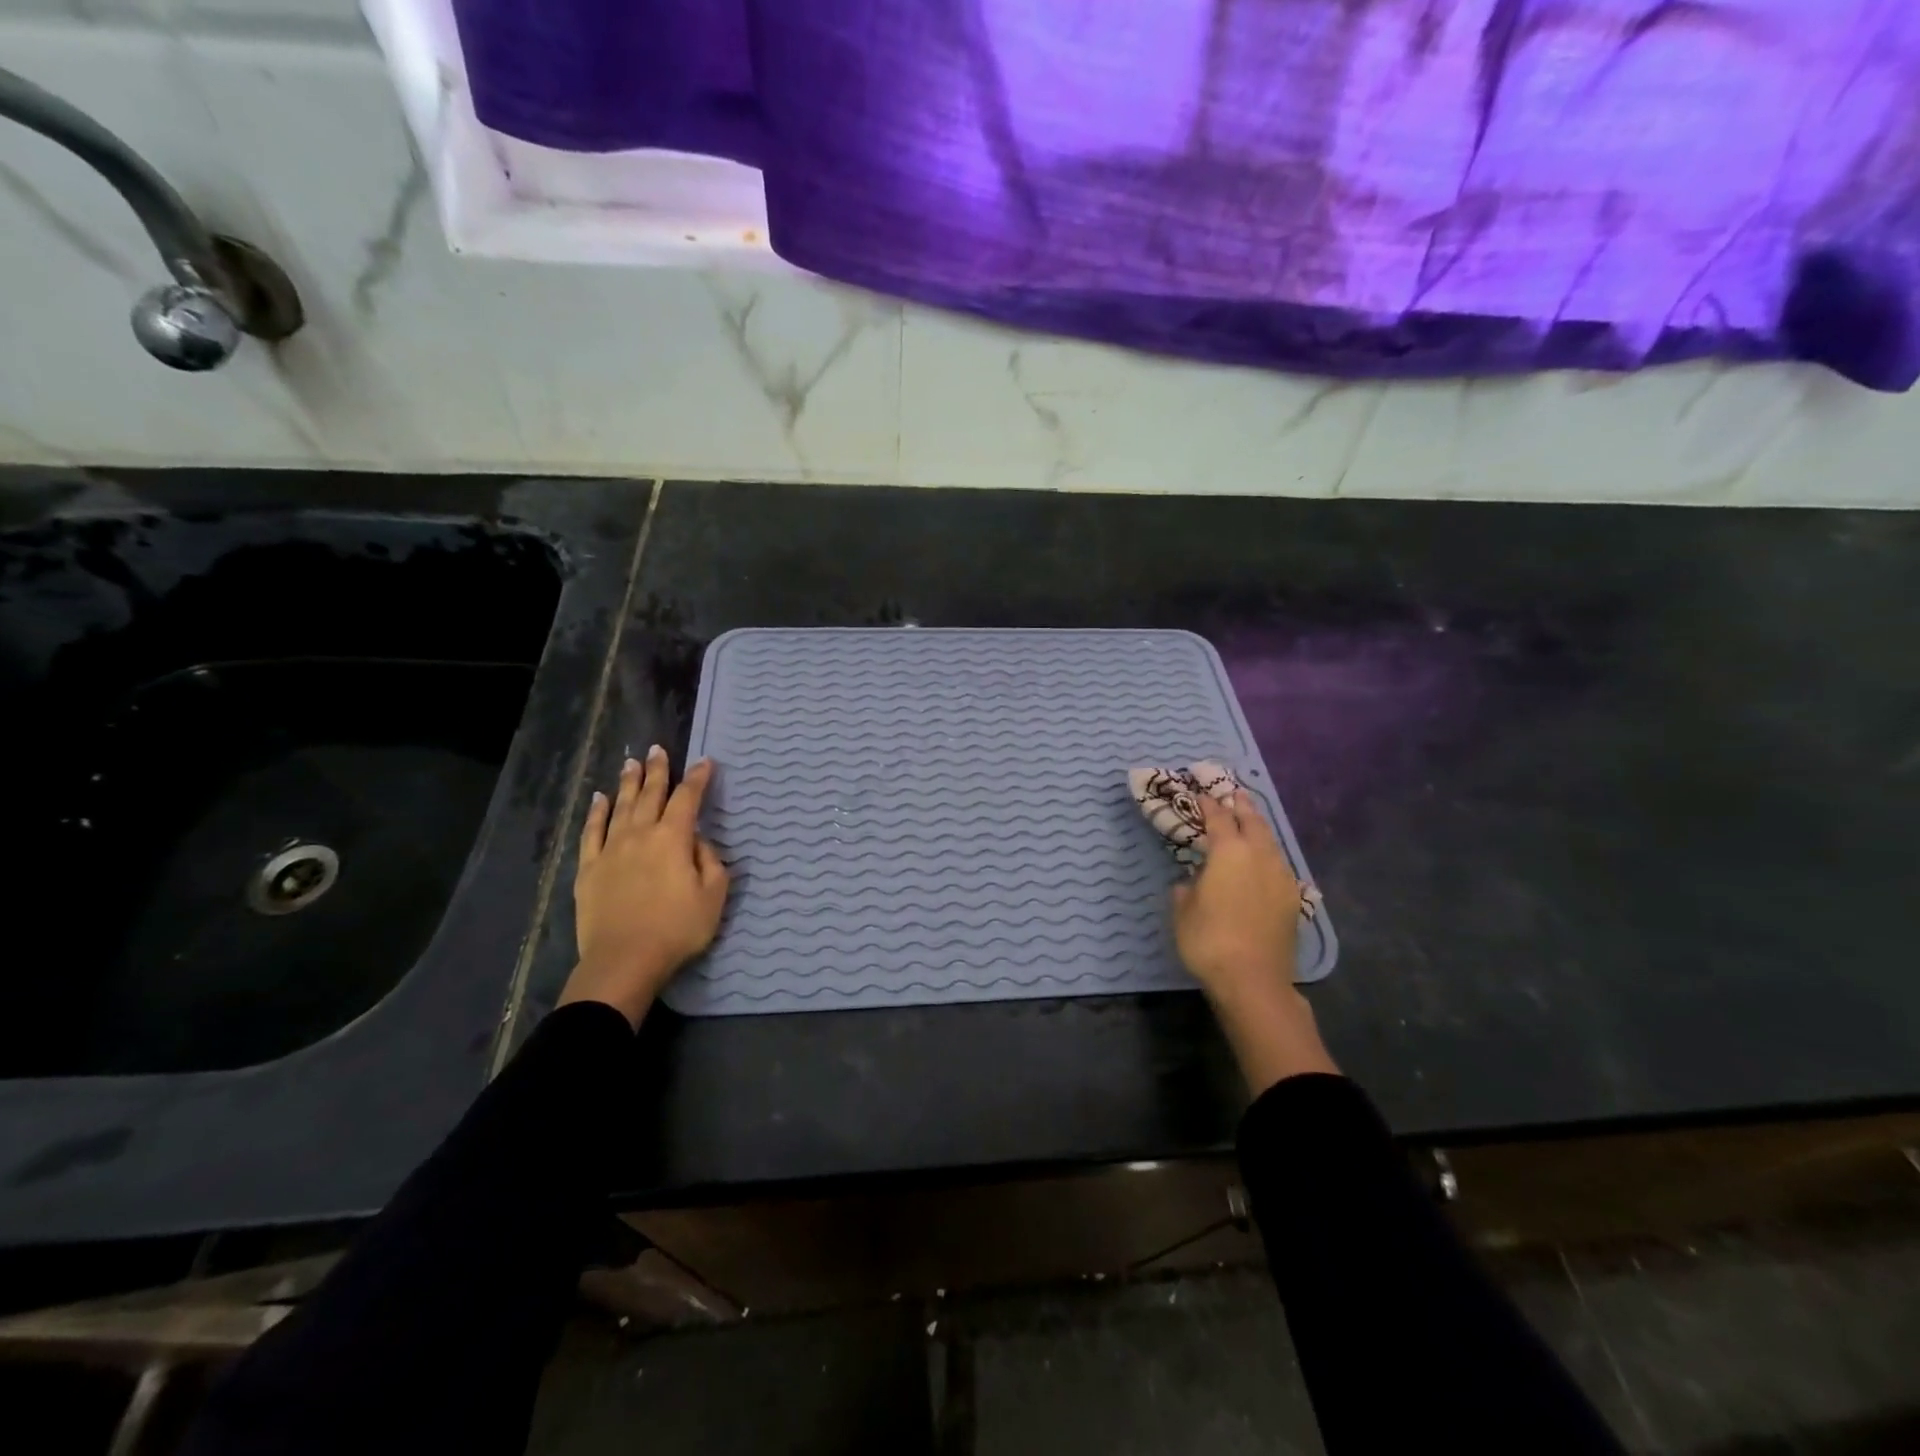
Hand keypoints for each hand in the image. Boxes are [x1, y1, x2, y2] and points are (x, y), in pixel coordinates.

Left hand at [559, 746, 729, 1027]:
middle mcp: (641, 834)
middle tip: (658, 749)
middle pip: (650, 794)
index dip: (698, 778)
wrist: (624, 960)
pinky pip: (592, 832)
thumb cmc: (677, 929)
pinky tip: (598, 799)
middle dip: (658, 771)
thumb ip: (711, 861)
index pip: (688, 799)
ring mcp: (611, 850)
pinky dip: (596, 813)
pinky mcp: (589, 869)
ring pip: (620, 807)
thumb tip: (698, 841)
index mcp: (674, 838)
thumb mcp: (714, 896)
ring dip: (628, 783)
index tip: (705, 762)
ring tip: (631, 763)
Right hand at [1172, 791, 1337, 1093]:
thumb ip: (1187, 888)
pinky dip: (1267, 851)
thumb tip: (1193, 882)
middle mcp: (1259, 855)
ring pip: (1270, 840)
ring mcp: (1281, 876)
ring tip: (1248, 818)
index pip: (1219, 817)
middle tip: (1232, 792)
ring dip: (1258, 826)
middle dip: (1241, 804)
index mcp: (1229, 852)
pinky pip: (1278, 862)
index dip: (1209, 803)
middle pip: (1252, 820)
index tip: (1201, 792)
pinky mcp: (1292, 898)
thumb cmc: (1209, 941)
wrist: (1254, 981)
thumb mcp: (1183, 912)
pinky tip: (1262, 858)